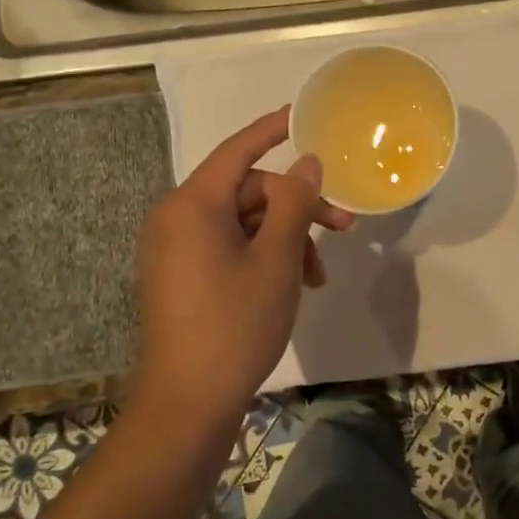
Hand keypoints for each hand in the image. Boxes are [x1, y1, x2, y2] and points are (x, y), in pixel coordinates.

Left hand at [131, 108, 353, 427]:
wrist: (188, 403)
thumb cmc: (235, 323)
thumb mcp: (277, 258)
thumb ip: (295, 203)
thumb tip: (307, 163)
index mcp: (193, 205)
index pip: (238, 151)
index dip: (272, 129)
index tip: (302, 115)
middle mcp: (176, 219)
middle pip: (248, 192)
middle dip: (297, 207)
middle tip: (343, 227)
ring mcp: (176, 250)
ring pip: (243, 223)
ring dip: (286, 238)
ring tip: (318, 275)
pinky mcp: (181, 276)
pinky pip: (229, 246)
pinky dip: (264, 255)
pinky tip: (294, 283)